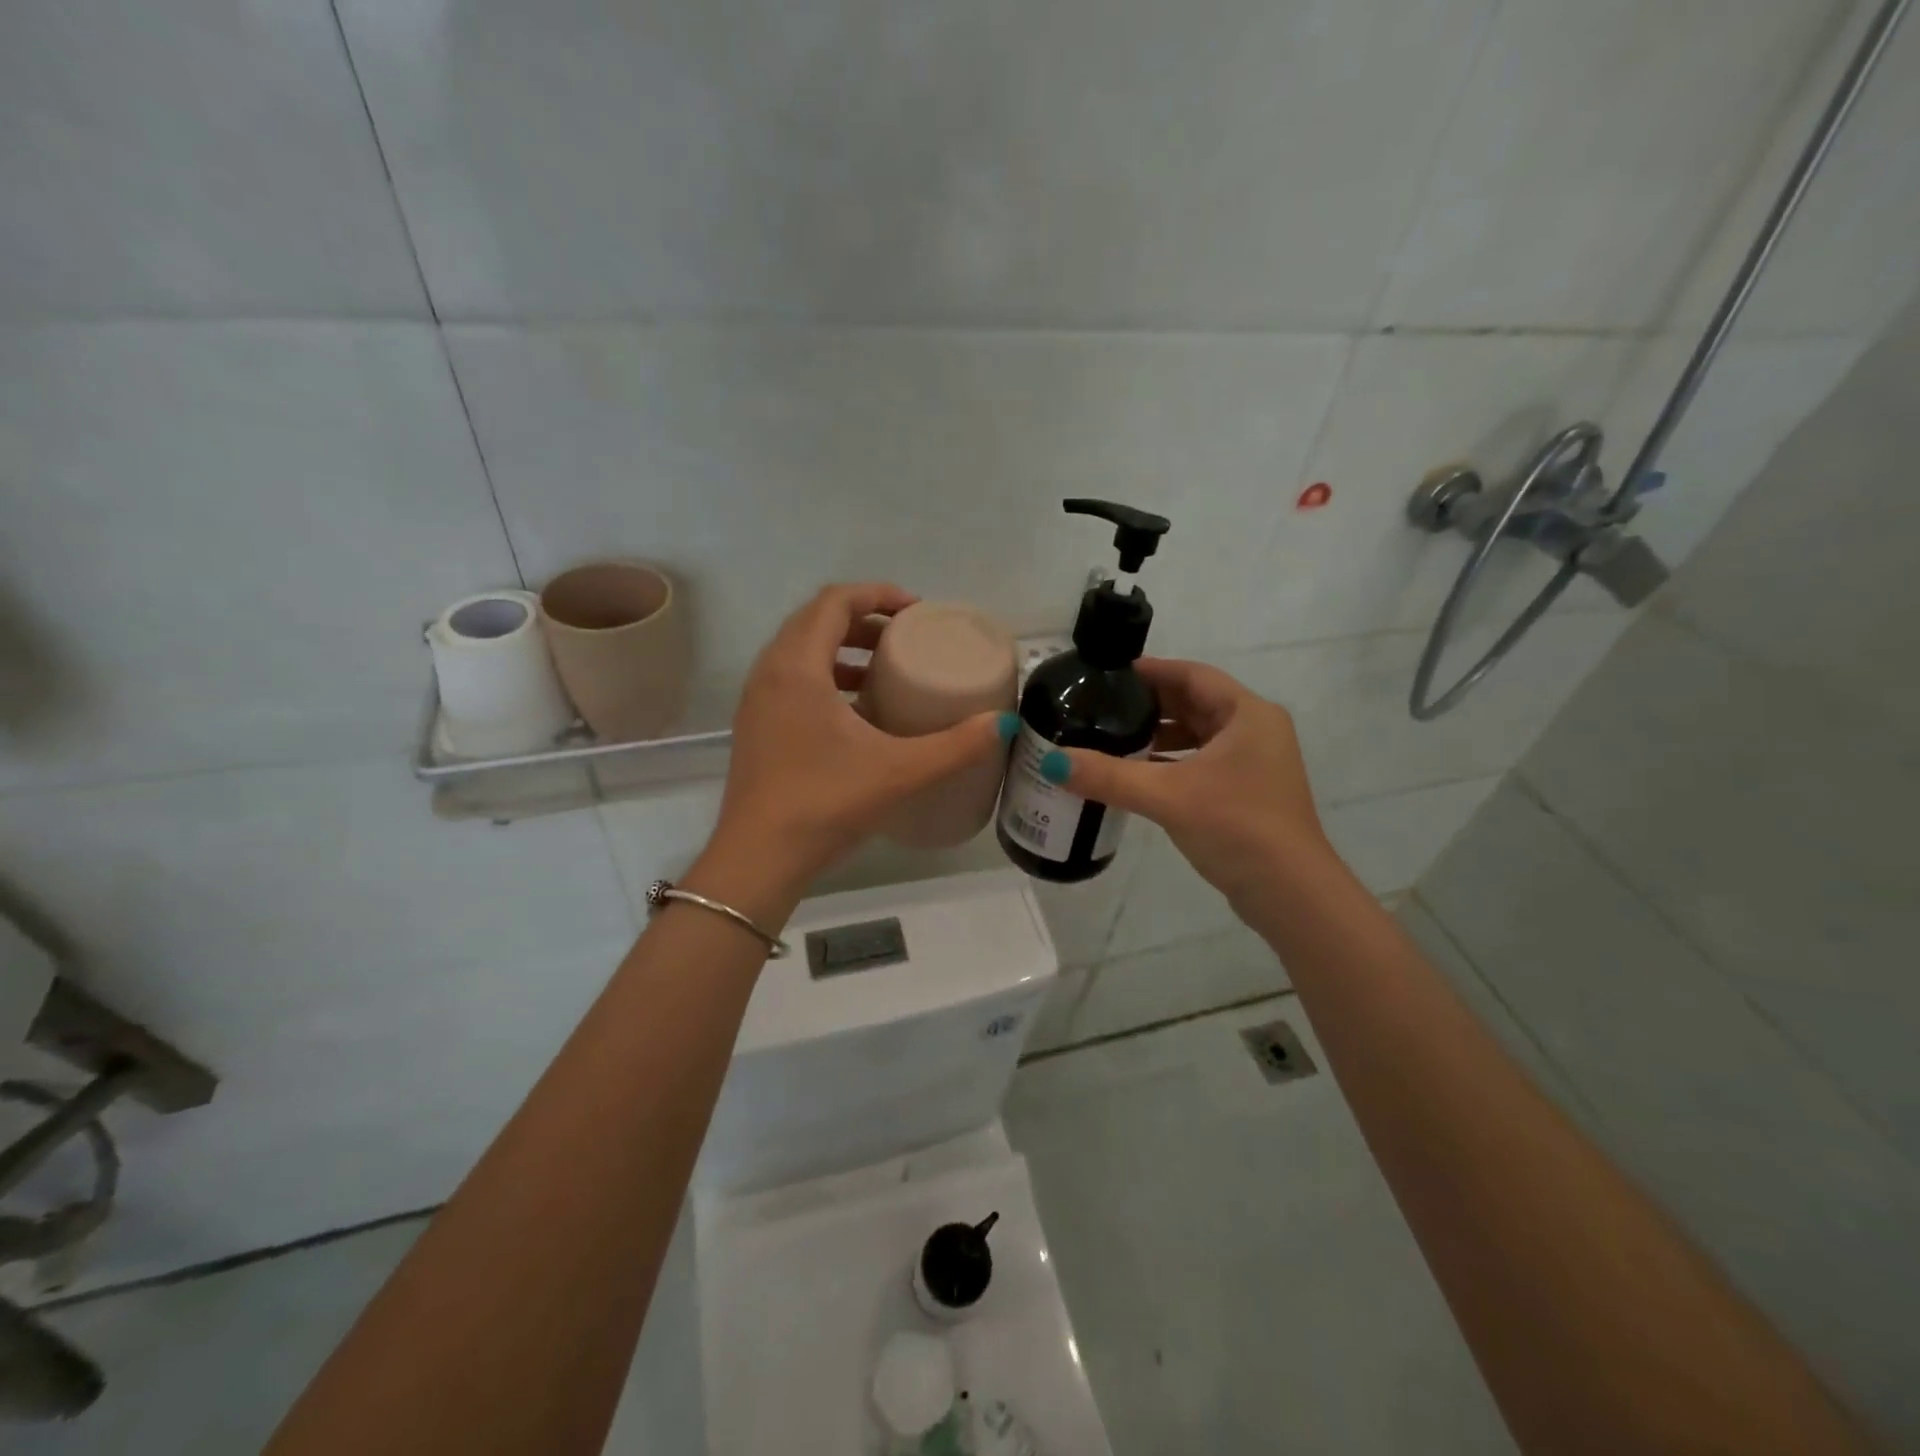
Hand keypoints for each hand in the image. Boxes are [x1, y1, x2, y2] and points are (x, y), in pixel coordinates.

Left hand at [705, 584, 1011, 887]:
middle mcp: (770, 673)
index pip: (834, 602)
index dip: (877, 594)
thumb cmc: (825, 803)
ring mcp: (757, 702)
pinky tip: (858, 712)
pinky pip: (792, 681)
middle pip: (816, 621)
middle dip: (864, 619)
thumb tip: (1003, 724)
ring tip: (885, 670)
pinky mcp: (756, 728)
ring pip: (801, 652)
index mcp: (797, 667)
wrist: (758, 859)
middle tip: (906, 637)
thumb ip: (955, 746)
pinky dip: (827, 677)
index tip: (916, 611)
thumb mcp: (899, 771)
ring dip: (844, 649)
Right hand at [1056, 659, 1330, 906]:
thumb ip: (1108, 776)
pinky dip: (1172, 762)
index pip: (1192, 675)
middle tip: (1102, 706)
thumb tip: (1053, 762)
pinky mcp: (1247, 792)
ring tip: (1113, 738)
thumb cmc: (1236, 827)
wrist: (1290, 893)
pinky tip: (1138, 774)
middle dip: (1150, 704)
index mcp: (1247, 714)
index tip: (1109, 674)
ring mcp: (1255, 763)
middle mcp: (1255, 730)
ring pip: (1199, 735)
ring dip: (1160, 736)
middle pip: (1195, 702)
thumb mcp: (1167, 796)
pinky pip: (1203, 762)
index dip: (1151, 670)